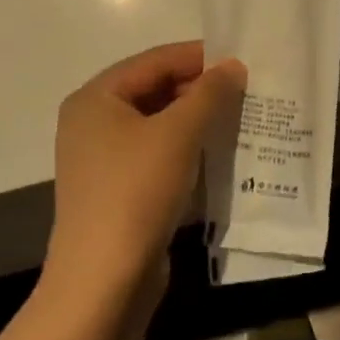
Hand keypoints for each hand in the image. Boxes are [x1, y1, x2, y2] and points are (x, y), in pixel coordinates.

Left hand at [43, 42, 246, 300]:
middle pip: (154, 90)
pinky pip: (157, 156)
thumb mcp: (178, 134)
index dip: (198, 57)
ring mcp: (103, 160)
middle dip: (199, 90)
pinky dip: (186, 150)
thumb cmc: (136, 191)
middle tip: (245, 91)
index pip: (154, 61)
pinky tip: (218, 154)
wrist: (103, 282)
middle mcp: (93, 123)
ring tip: (239, 118)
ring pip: (158, 125)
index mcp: (96, 98)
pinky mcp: (117, 191)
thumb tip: (233, 66)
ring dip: (196, 121)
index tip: (240, 59)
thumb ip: (209, 93)